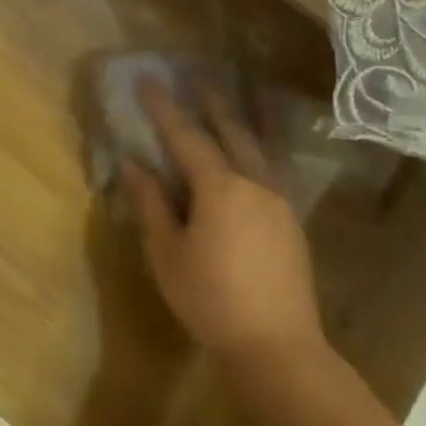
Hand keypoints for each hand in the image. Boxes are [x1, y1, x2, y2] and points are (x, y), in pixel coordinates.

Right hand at [120, 81, 328, 382]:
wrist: (276, 345)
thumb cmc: (209, 299)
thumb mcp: (166, 253)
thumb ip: (151, 204)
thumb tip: (134, 166)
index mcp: (219, 188)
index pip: (186, 137)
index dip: (164, 108)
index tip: (148, 80)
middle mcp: (254, 184)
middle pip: (231, 133)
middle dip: (210, 105)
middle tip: (195, 79)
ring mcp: (279, 202)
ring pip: (256, 150)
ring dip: (237, 124)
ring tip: (225, 106)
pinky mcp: (291, 223)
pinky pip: (269, 171)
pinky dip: (253, 151)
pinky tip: (248, 156)